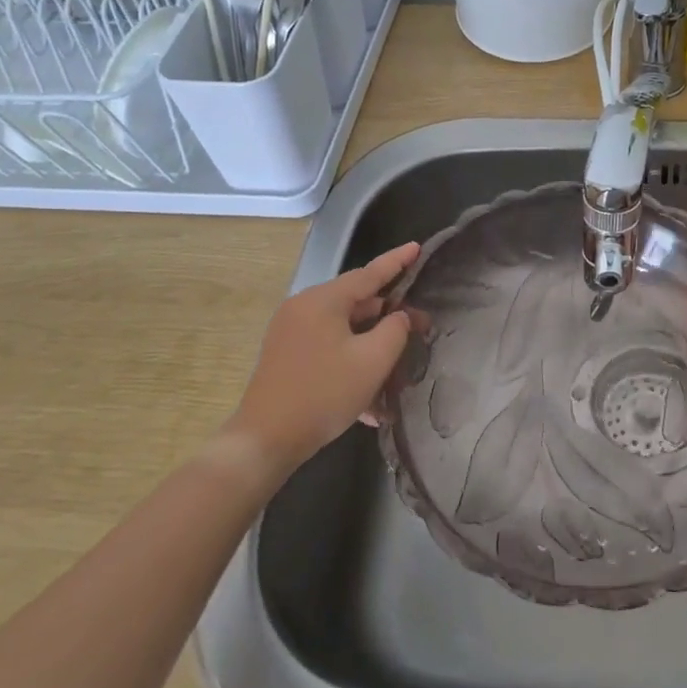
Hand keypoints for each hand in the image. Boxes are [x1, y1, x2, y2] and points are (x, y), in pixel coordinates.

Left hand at [226, 242, 419, 468]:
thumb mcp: (372, 361)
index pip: (369, 273)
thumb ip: (394, 330)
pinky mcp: (287, 356)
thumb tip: (398, 316)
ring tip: (399, 369)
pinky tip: (371, 400)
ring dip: (372, 346)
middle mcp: (304, 308)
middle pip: (357, 303)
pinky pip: (329, 348)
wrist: (265, 440)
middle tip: (421, 328)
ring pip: (344, 330)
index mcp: (323, 301)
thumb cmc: (324, 394)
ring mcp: (291, 333)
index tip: (417, 248)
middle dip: (390, 316)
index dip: (397, 261)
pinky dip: (352, 363)